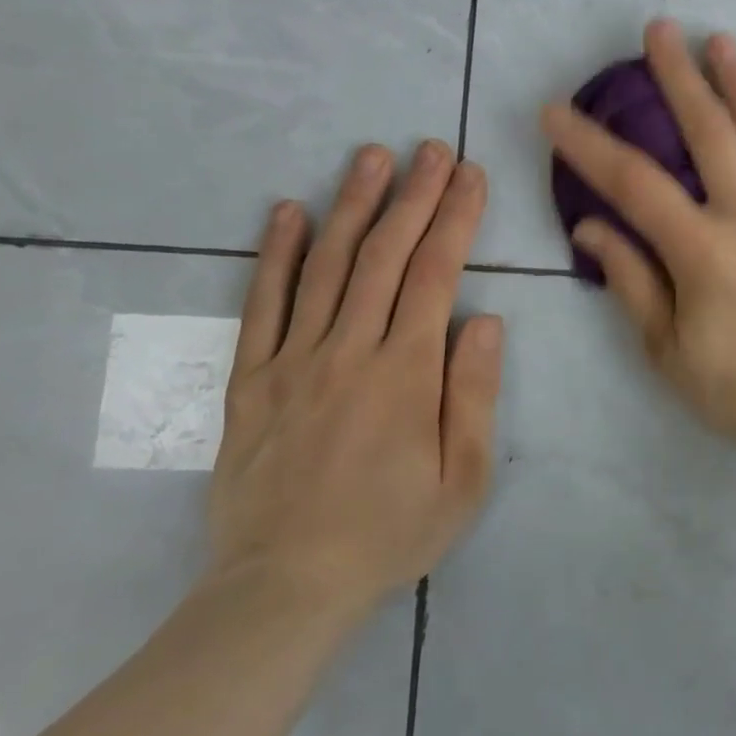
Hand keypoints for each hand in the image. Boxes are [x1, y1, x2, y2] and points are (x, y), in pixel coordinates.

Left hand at [207, 141, 502, 622]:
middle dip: (413, 195)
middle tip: (431, 148)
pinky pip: (262, 305)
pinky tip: (286, 212)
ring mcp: (293, 360)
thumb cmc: (391, 532)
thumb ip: (473, 393)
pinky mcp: (251, 379)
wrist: (285, 587)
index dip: (456, 218)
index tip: (470, 175)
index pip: (436, 275)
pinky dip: (274, 254)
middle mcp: (349, 351)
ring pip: (326, 266)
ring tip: (371, 157)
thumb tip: (484, 318)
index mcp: (406, 373)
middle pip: (385, 256)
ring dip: (352, 205)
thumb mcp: (463, 478)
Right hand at [542, 19, 735, 469]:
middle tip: (659, 31)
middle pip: (710, 134)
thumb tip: (589, 228)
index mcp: (704, 253)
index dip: (589, 144)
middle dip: (679, 78)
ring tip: (721, 41)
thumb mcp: (668, 350)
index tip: (555, 111)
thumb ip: (631, 281)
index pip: (634, 184)